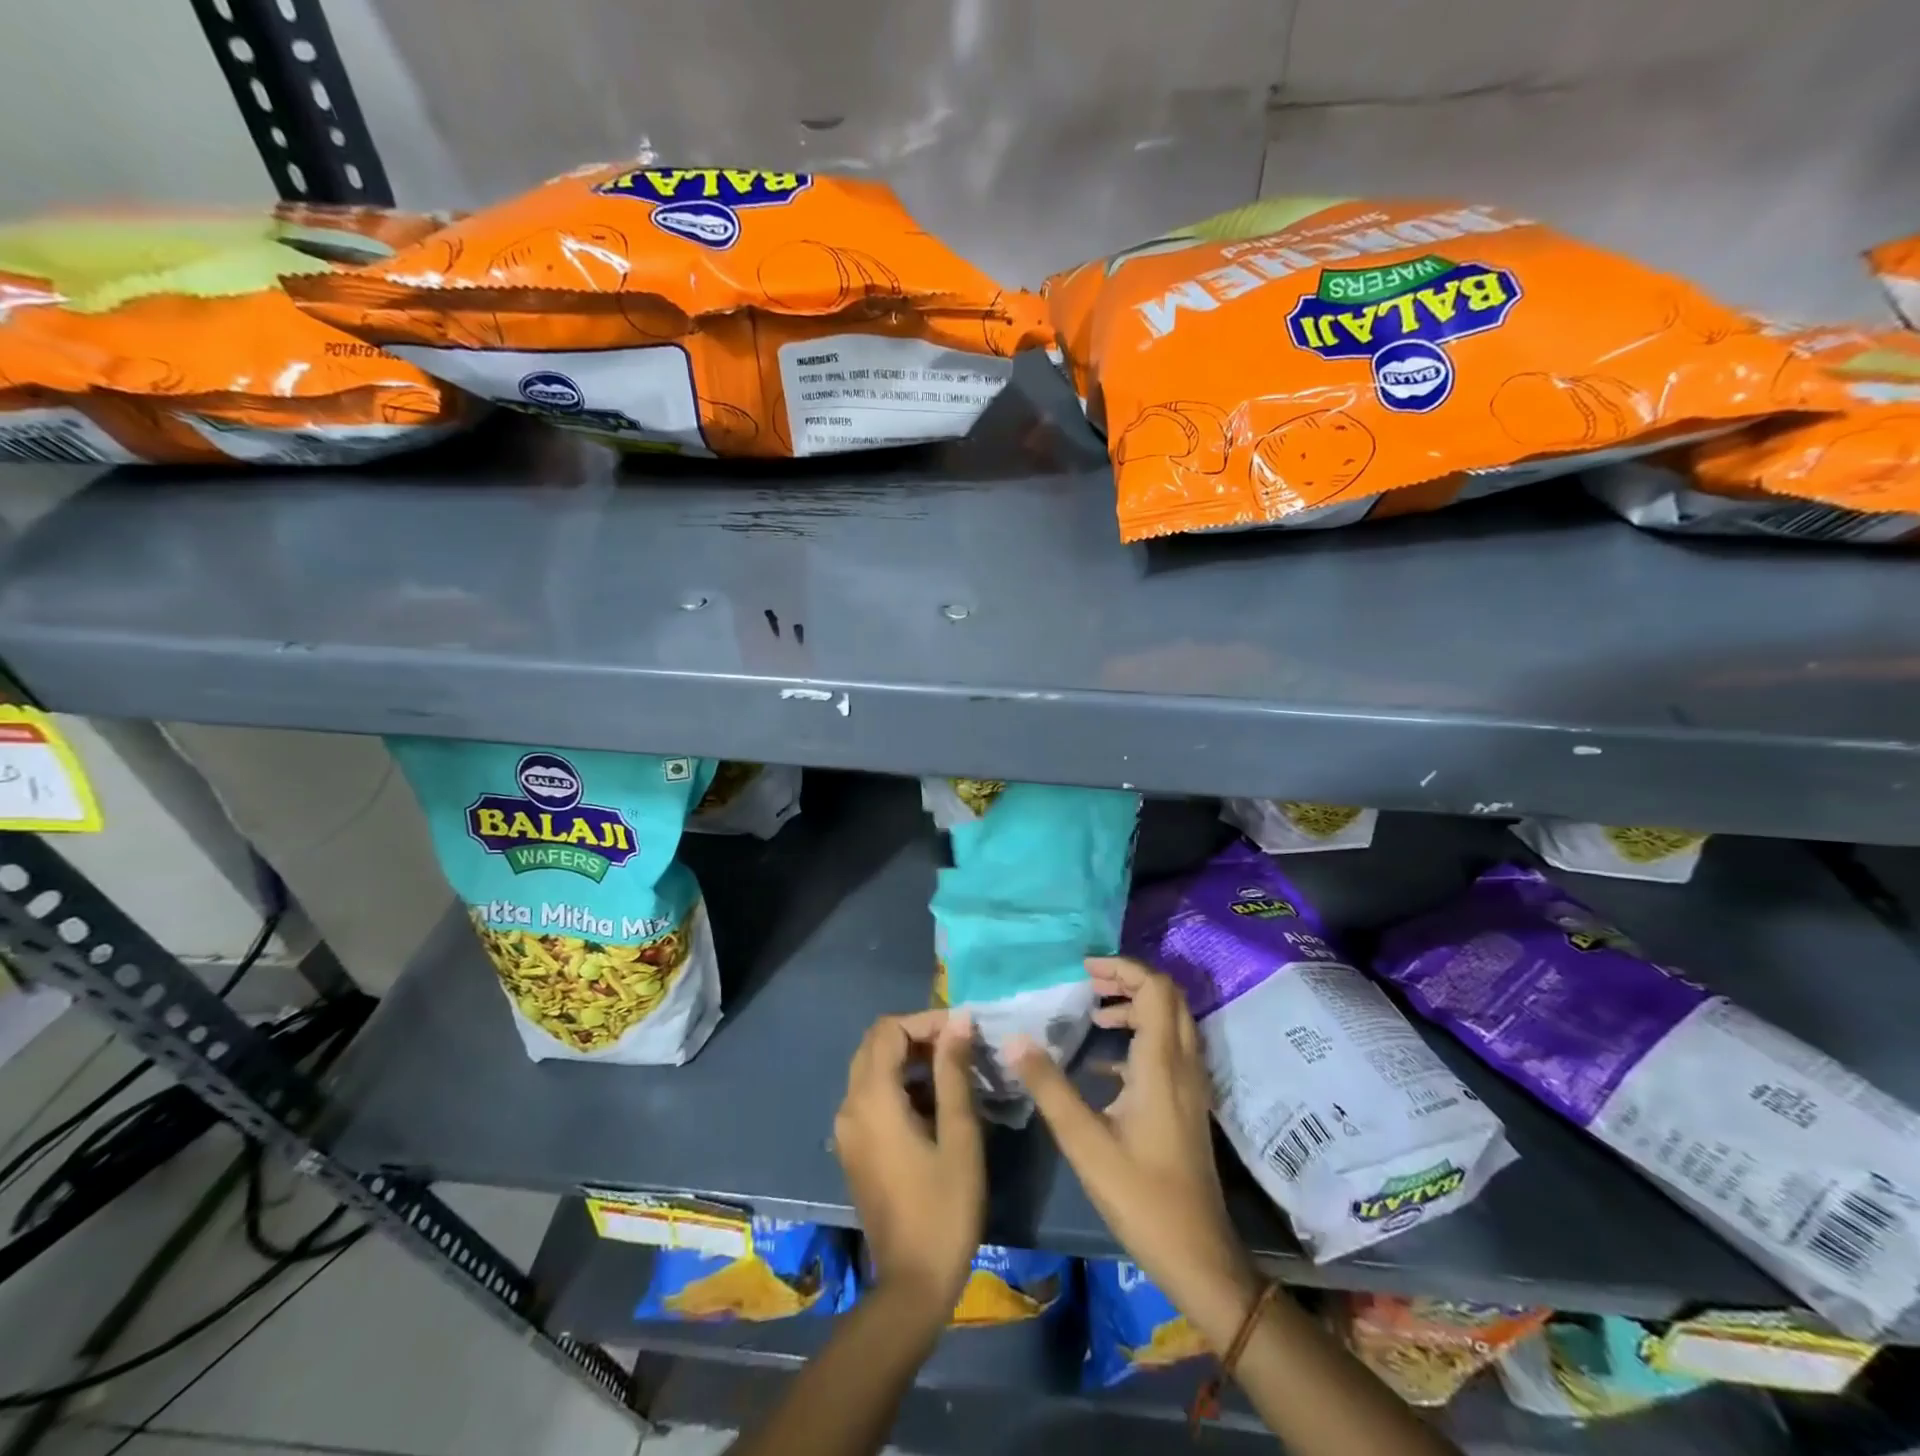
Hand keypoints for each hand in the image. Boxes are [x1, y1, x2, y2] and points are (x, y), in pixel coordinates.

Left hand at [834, 1009, 984, 1326]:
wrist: (911, 1286)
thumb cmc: (944, 1208)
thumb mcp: (960, 1136)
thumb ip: (954, 1071)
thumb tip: (959, 1020)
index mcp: (872, 1099)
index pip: (890, 1030)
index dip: (926, 1020)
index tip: (964, 1030)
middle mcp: (850, 1106)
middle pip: (876, 1045)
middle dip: (917, 1035)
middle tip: (959, 1046)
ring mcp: (847, 1129)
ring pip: (872, 1068)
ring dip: (909, 1059)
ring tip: (954, 1069)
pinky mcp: (854, 1148)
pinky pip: (870, 1095)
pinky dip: (899, 1084)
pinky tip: (935, 1102)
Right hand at [1011, 957, 1257, 1336]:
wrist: (1198, 1254)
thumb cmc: (1140, 1195)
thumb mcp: (1084, 1141)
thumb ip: (1048, 1086)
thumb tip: (1014, 1039)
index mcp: (1162, 1062)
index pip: (1155, 988)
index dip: (1122, 968)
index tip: (1085, 970)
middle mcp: (1183, 1063)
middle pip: (1167, 997)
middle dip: (1128, 981)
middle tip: (1089, 985)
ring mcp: (1190, 1084)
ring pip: (1170, 1022)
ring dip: (1135, 1007)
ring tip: (1093, 1015)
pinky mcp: (1187, 1103)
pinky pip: (1168, 1049)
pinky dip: (1139, 1038)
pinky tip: (1103, 1064)